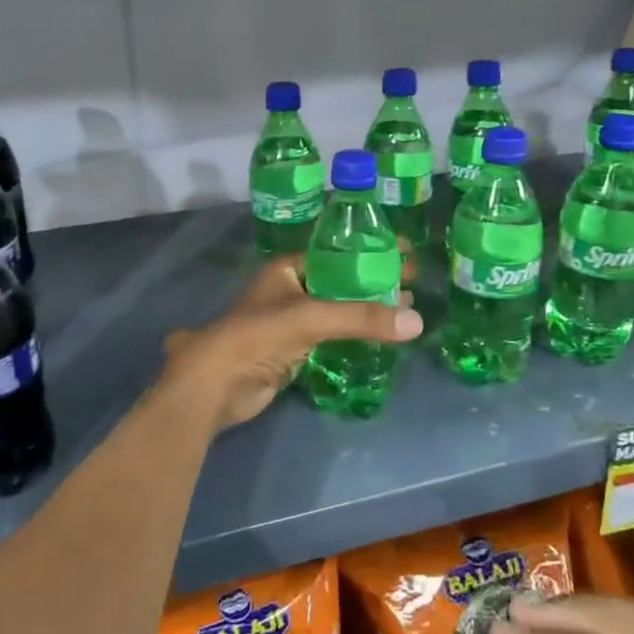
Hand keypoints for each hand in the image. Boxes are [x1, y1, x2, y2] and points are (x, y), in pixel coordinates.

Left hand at [158, 254, 420, 431]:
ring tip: (407, 309)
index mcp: (288, 268)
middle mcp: (290, 289)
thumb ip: (362, 318)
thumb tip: (417, 321)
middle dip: (375, 281)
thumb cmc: (258, 335)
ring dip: (368, 310)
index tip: (406, 252)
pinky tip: (382, 337)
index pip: (337, 252)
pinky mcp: (294, 350)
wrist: (216, 383)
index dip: (370, 251)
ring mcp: (291, 321)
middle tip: (414, 282)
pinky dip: (356, 335)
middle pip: (341, 280)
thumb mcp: (312, 318)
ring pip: (338, 310)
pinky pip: (333, 337)